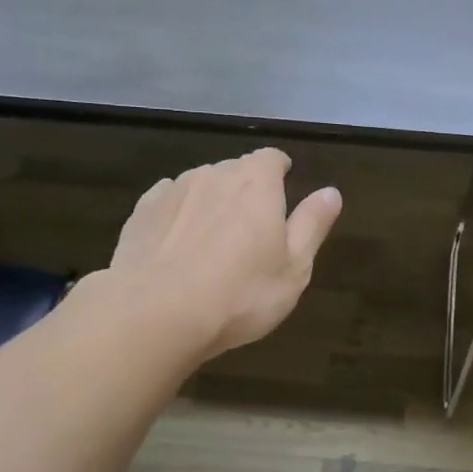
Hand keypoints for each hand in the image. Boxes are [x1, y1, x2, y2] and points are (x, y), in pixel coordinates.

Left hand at [101, 148, 342, 360]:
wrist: (156, 313)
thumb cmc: (239, 295)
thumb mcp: (294, 269)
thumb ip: (312, 225)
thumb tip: (331, 192)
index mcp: (257, 184)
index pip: (272, 158)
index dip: (279, 171)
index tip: (283, 188)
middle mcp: (214, 175)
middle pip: (235, 171)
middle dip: (245, 191)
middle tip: (250, 230)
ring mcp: (173, 190)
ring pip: (200, 186)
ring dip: (210, 204)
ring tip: (211, 243)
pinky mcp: (141, 212)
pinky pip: (168, 203)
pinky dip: (178, 216)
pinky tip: (177, 245)